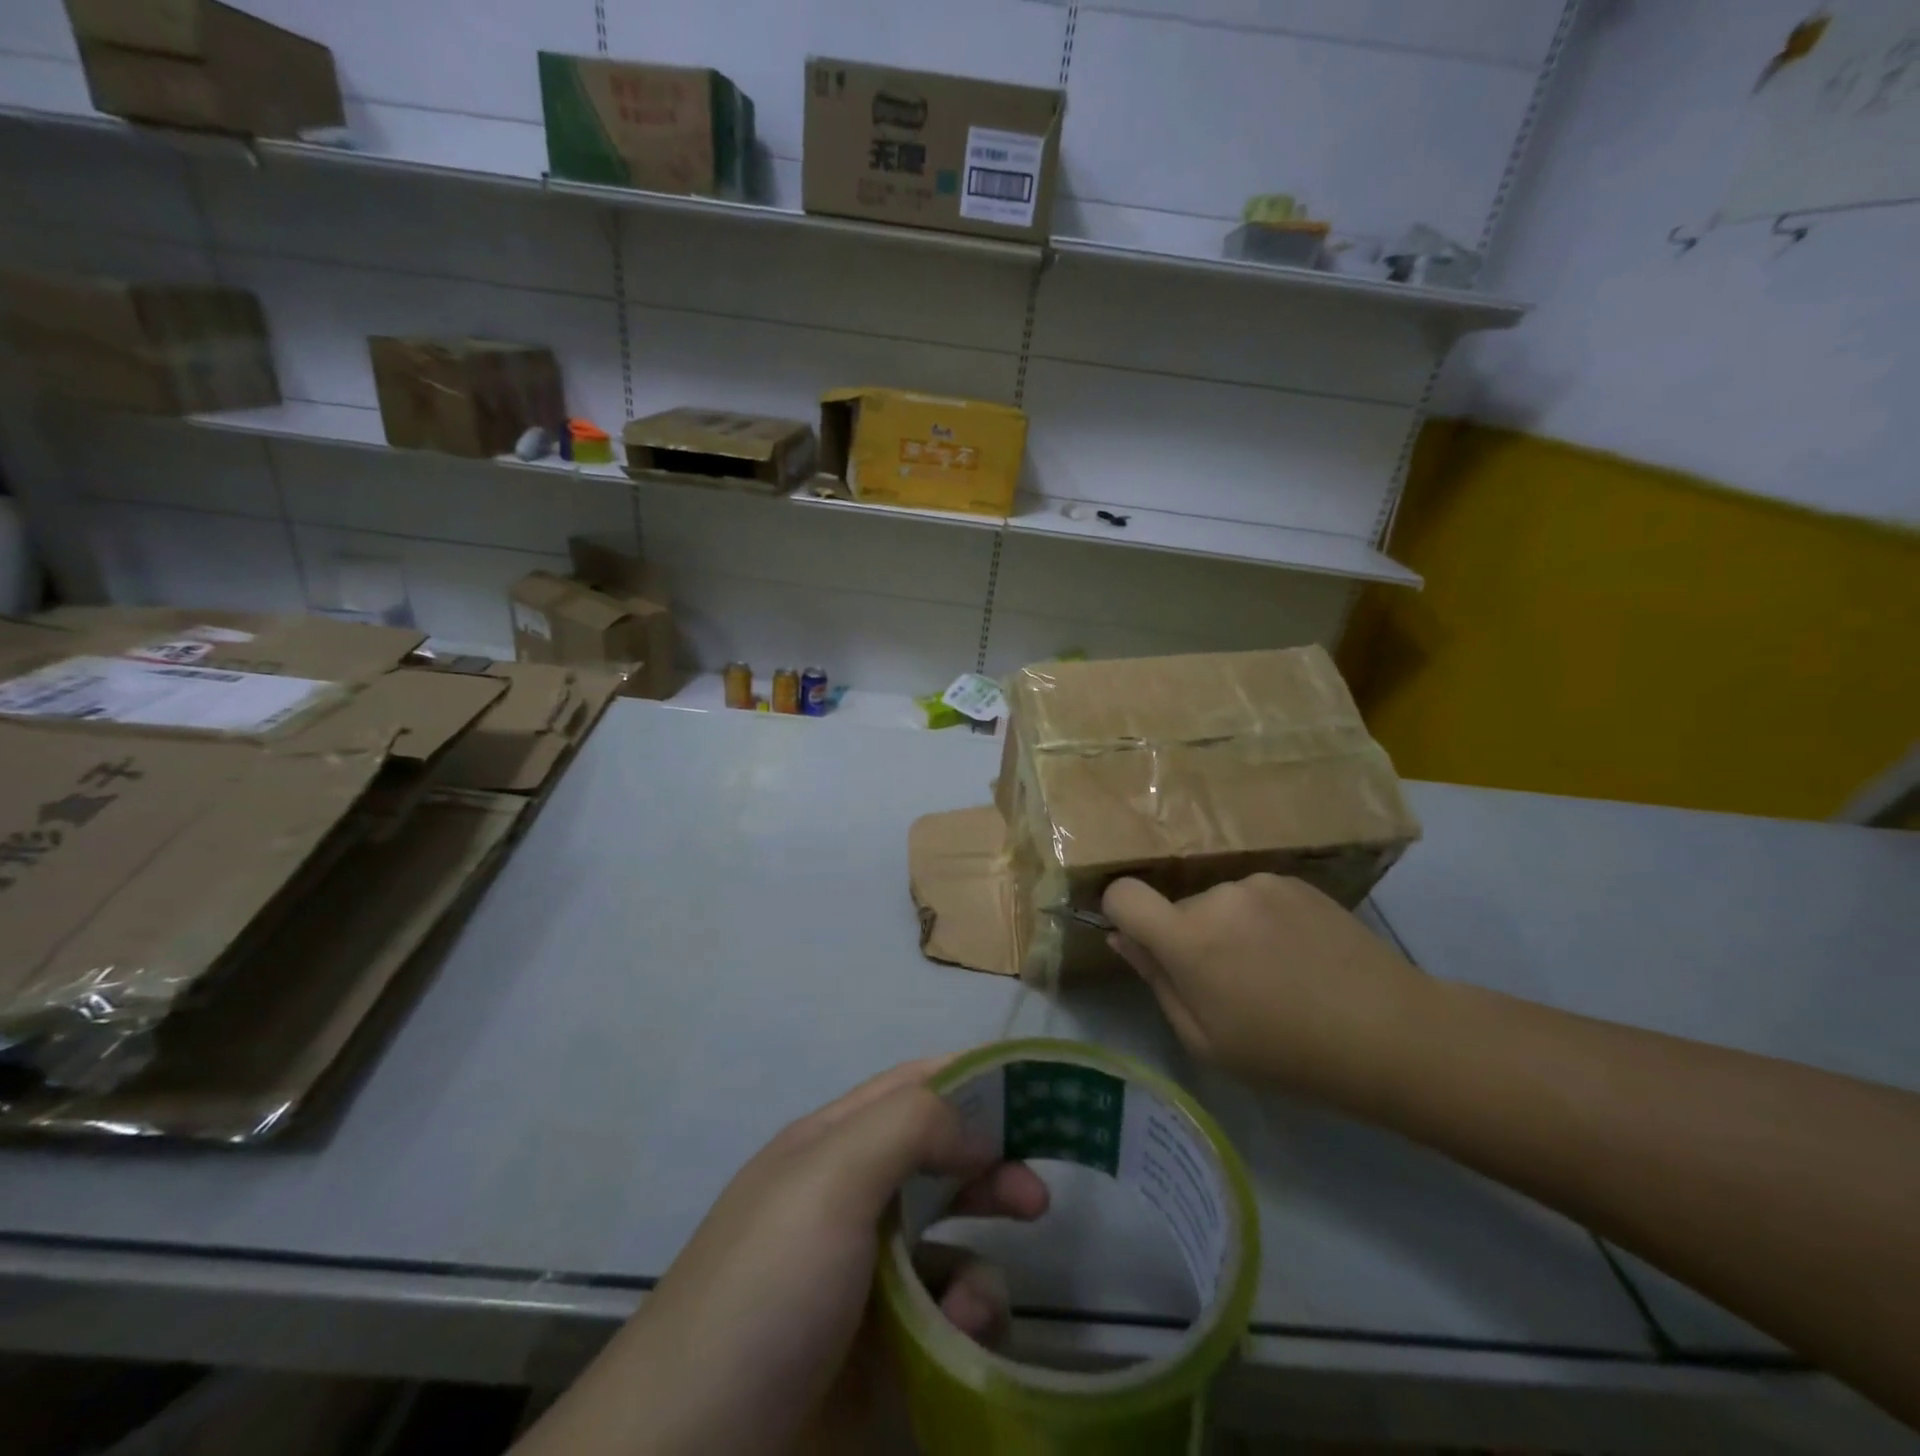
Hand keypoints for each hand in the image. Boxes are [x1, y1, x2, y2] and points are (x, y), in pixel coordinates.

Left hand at [515, 1059, 1046, 1455]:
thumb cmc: (766, 1290)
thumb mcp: (830, 1180)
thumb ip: (909, 1126)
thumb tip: (977, 1125)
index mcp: (834, 1144)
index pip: (914, 1085)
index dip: (972, 1077)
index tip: (1036, 1089)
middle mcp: (852, 1198)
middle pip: (940, 1157)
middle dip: (992, 1166)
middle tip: (1037, 1194)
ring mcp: (867, 1276)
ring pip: (951, 1240)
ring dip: (978, 1260)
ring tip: (974, 1302)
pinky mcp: (884, 1348)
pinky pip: (946, 1312)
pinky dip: (962, 1320)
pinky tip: (953, 1342)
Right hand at [1102, 873, 1426, 1097]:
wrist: (1391, 1033)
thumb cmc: (1288, 1053)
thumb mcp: (1206, 1040)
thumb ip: (1156, 982)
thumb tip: (1121, 938)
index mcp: (1189, 939)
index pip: (1124, 894)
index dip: (1119, 912)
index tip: (1140, 941)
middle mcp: (1218, 897)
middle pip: (1178, 907)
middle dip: (1189, 938)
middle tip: (1229, 984)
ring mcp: (1260, 884)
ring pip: (1218, 903)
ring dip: (1228, 929)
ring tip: (1273, 972)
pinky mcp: (1295, 881)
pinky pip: (1255, 897)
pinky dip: (1262, 920)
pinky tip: (1299, 955)